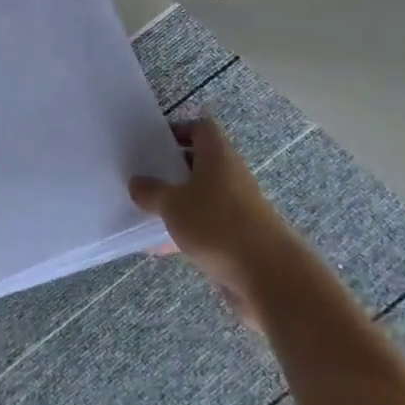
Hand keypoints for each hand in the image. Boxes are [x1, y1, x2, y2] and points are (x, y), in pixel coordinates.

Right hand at [130, 120, 292, 329]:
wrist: (267, 275)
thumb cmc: (216, 225)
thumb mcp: (172, 204)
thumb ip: (151, 192)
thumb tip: (137, 183)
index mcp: (217, 156)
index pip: (201, 129)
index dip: (178, 129)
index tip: (153, 142)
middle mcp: (230, 176)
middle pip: (199, 162)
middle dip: (171, 168)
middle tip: (143, 174)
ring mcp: (236, 208)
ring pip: (201, 196)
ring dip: (177, 201)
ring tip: (145, 209)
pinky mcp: (237, 237)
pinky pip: (205, 225)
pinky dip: (185, 231)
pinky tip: (159, 245)